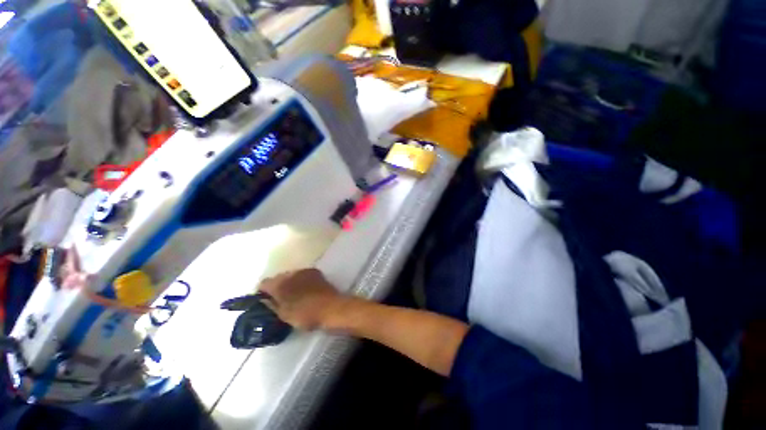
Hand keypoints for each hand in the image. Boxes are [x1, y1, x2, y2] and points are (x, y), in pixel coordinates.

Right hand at [258, 269, 344, 330]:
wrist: (331, 307)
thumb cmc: (305, 314)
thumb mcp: (283, 315)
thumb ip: (272, 305)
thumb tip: (266, 299)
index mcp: (280, 283)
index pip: (264, 283)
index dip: (261, 292)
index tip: (263, 301)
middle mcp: (292, 273)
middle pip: (278, 278)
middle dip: (276, 287)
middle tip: (278, 300)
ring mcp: (305, 271)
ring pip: (291, 275)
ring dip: (290, 283)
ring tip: (293, 296)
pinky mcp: (316, 272)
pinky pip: (303, 275)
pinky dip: (300, 282)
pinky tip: (304, 291)